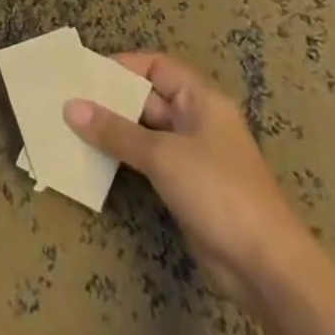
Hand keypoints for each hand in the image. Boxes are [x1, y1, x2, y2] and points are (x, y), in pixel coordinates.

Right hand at [65, 51, 306, 301]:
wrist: (267, 268)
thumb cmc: (218, 192)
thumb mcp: (162, 155)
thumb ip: (115, 130)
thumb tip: (70, 107)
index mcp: (201, 100)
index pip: (156, 66)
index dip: (122, 66)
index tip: (85, 75)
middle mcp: (197, 121)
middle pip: (148, 97)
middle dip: (111, 99)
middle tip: (67, 100)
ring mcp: (193, 156)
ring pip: (145, 130)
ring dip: (113, 130)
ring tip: (71, 127)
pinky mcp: (186, 186)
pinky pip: (148, 160)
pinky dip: (123, 156)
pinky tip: (93, 159)